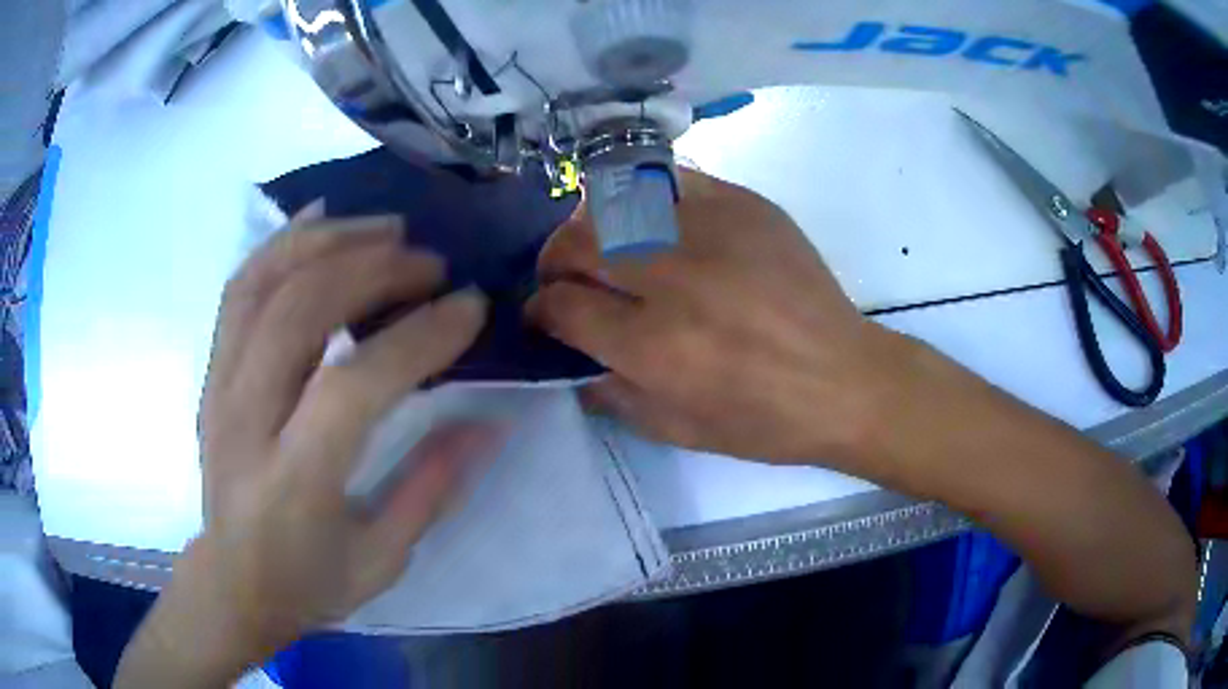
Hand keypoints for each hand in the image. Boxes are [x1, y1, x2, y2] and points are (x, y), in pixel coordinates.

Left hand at [117, 207, 490, 686]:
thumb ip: (432, 486)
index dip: (418, 337)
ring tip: (387, 230)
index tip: (470, 308)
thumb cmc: (308, 581)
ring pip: (264, 283)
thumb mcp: (383, 558)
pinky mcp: (211, 371)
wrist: (231, 580)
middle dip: (374, 270)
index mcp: (293, 481)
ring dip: (330, 242)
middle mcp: (245, 420)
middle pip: (300, 311)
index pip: (353, 386)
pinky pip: (239, 287)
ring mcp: (219, 386)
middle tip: (431, 263)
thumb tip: (489, 422)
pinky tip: (320, 220)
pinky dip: (281, 244)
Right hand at [528, 170, 905, 469]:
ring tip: (604, 247)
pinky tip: (653, 222)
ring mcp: (711, 231)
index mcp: (653, 346)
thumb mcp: (676, 430)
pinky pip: (670, 181)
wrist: (844, 381)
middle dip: (553, 261)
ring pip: (615, 202)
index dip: (539, 310)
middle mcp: (673, 279)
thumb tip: (569, 360)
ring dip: (592, 227)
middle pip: (575, 243)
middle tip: (565, 279)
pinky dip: (646, 198)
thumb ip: (609, 393)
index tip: (542, 316)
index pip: (562, 305)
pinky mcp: (744, 205)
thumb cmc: (763, 420)